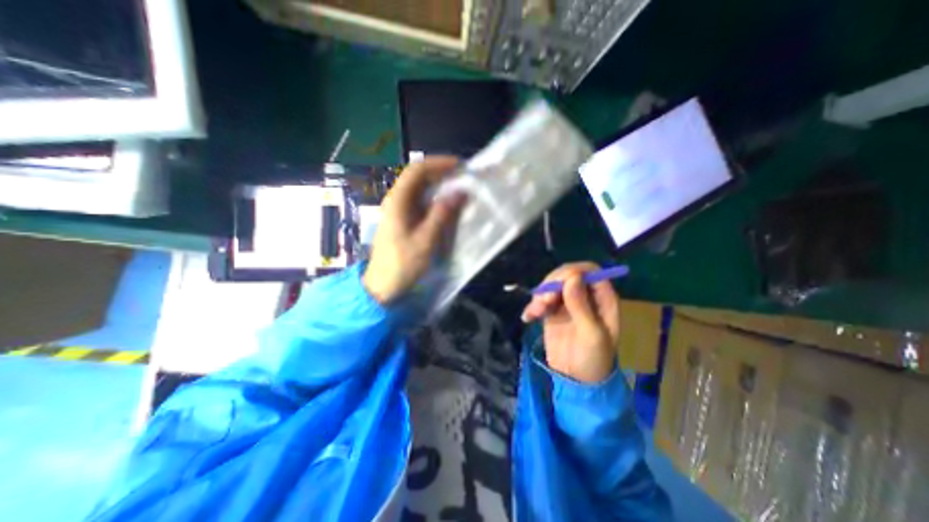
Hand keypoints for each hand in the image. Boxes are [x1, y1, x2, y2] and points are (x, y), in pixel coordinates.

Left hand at [362, 158, 463, 306]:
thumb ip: (442, 214)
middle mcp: (396, 201)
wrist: (383, 286)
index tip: (460, 166)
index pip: (417, 170)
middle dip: (441, 173)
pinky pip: (420, 203)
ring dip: (439, 187)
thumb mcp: (426, 239)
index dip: (438, 164)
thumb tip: (460, 192)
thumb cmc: (403, 263)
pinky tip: (447, 206)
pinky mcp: (403, 221)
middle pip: (418, 178)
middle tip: (464, 178)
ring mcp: (399, 211)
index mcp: (398, 201)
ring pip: (420, 190)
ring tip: (459, 189)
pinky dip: (435, 201)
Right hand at [520, 262, 619, 379]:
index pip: (589, 271)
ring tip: (535, 312)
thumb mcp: (591, 334)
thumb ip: (581, 305)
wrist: (575, 381)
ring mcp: (568, 303)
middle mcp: (585, 296)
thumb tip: (572, 277)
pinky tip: (528, 316)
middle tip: (545, 300)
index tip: (559, 284)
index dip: (574, 272)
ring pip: (552, 285)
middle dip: (553, 284)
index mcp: (602, 299)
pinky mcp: (553, 311)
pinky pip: (541, 299)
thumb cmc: (592, 360)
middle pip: (567, 274)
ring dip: (541, 295)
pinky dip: (533, 305)